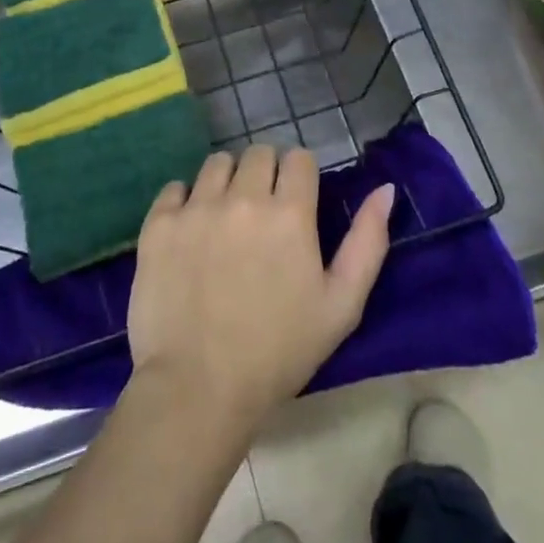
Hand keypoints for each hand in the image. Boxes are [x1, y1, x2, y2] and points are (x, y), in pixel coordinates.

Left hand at [128, 146, 393, 430]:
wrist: (198, 388)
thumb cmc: (279, 352)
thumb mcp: (342, 306)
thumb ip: (367, 242)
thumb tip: (384, 190)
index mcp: (290, 213)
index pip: (298, 158)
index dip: (300, 176)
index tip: (296, 201)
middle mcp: (243, 197)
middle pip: (258, 153)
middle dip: (266, 174)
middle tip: (262, 213)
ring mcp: (196, 208)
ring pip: (217, 164)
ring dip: (227, 181)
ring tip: (225, 218)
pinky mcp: (159, 224)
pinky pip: (175, 188)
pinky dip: (185, 201)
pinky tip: (190, 231)